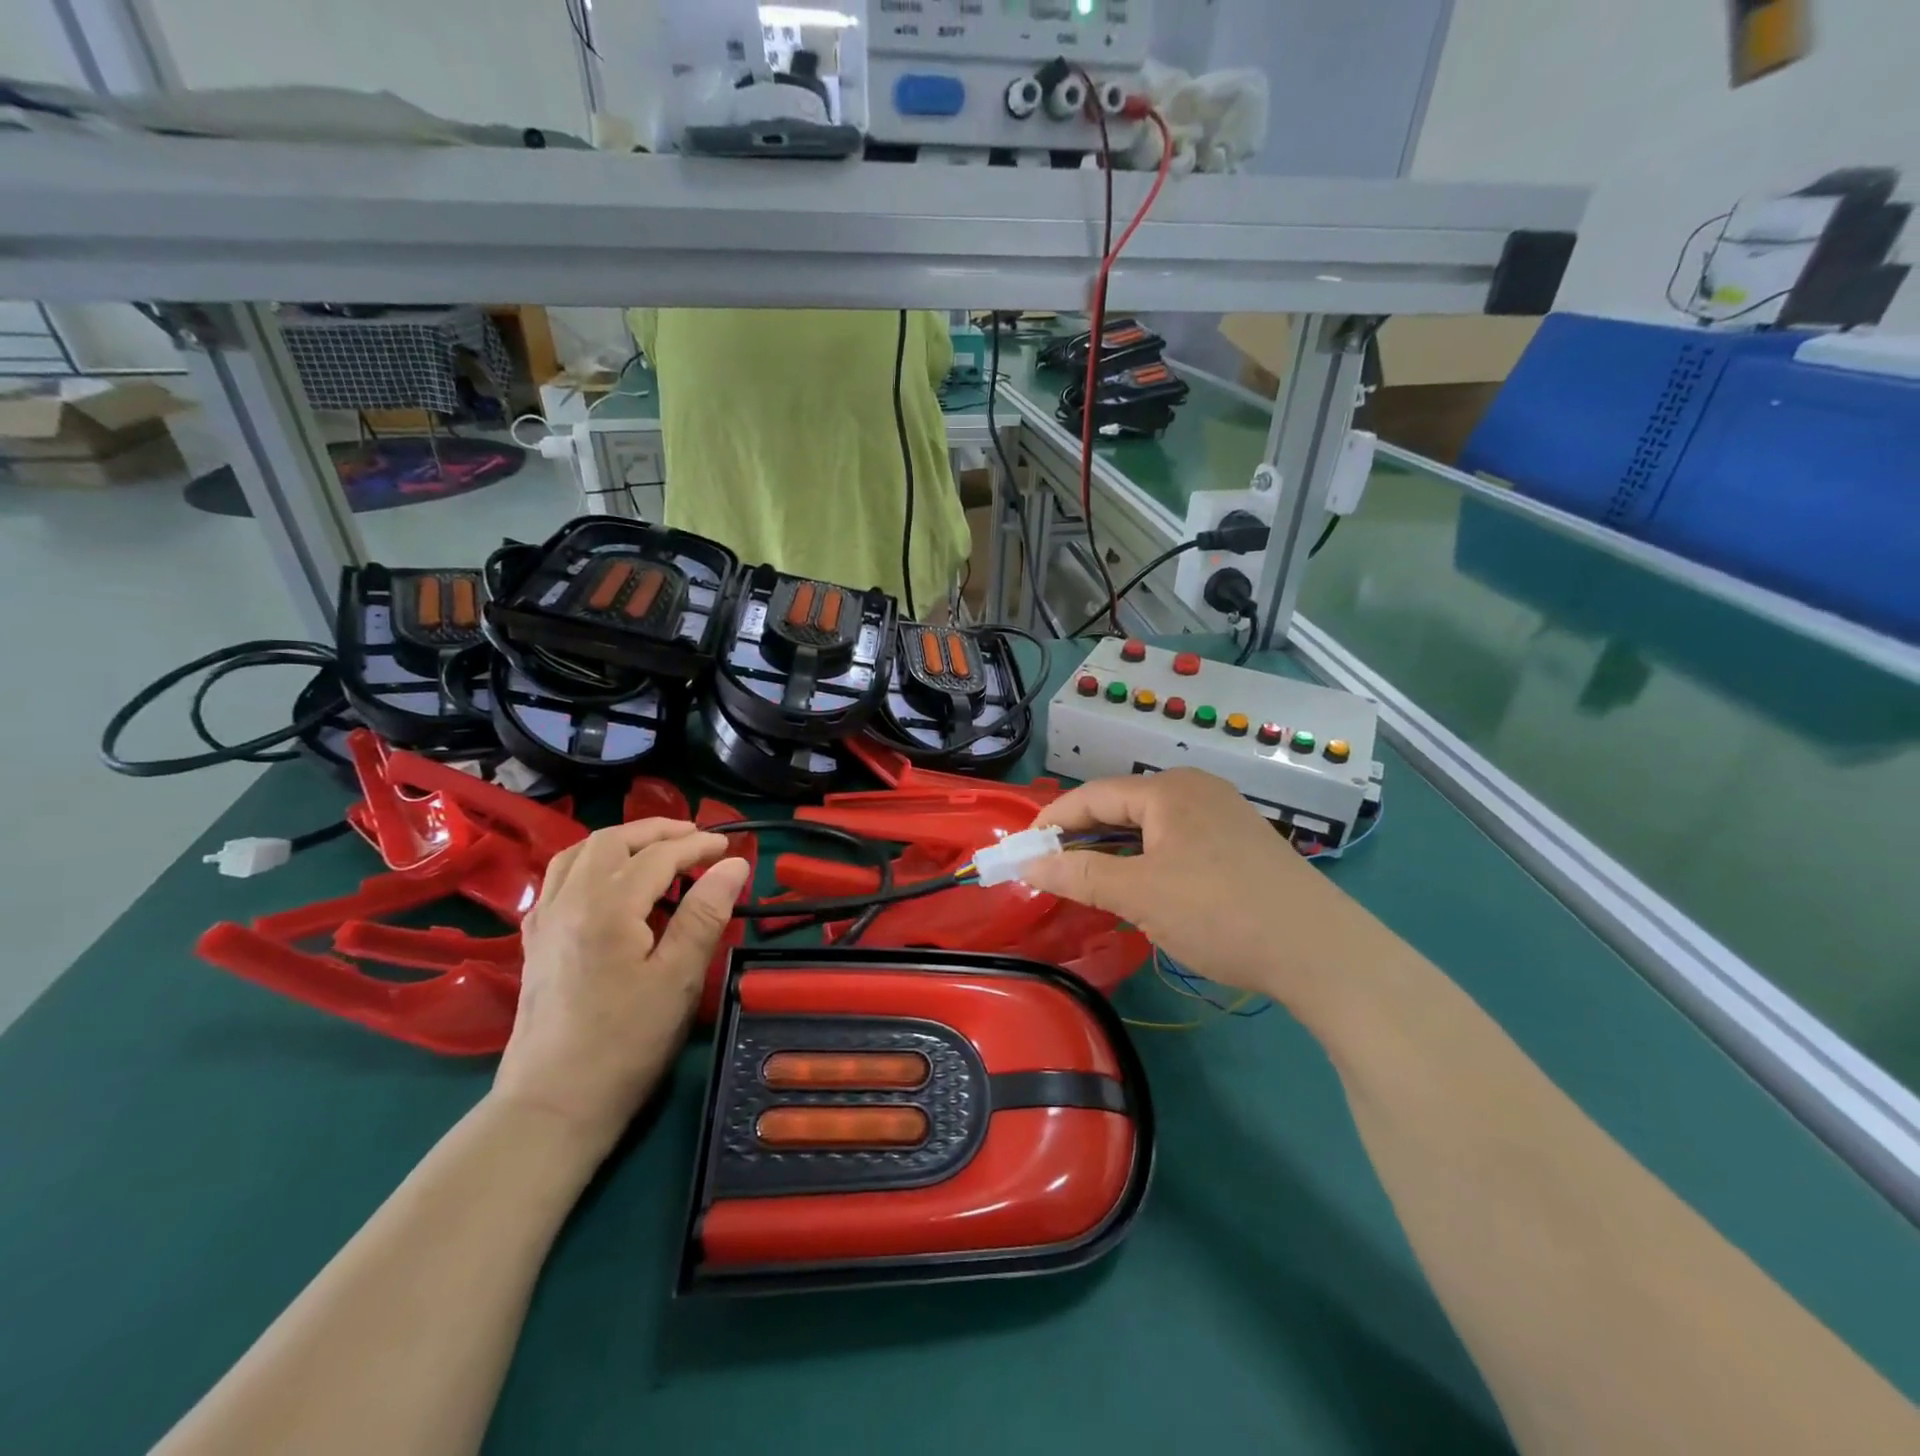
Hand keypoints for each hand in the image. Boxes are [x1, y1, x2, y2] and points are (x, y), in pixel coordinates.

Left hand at [493, 820, 750, 1151]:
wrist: (553, 1104)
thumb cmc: (627, 1043)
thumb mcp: (679, 979)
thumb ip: (705, 914)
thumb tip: (734, 864)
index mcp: (608, 907)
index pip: (658, 856)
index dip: (697, 846)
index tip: (729, 848)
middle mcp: (569, 901)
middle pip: (612, 841)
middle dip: (657, 831)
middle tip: (696, 838)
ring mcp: (545, 920)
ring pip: (579, 853)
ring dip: (621, 841)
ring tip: (655, 849)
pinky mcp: (535, 941)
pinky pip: (559, 878)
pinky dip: (589, 863)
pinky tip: (608, 882)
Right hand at [1019, 769, 1364, 1005]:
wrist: (1320, 951)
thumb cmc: (1219, 912)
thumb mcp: (1139, 895)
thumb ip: (1079, 874)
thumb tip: (1029, 864)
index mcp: (1168, 789)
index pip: (1092, 796)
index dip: (1053, 822)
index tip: (1022, 850)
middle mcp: (1196, 789)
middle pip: (1122, 805)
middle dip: (1083, 834)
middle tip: (1050, 866)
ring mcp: (1224, 813)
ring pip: (1151, 824)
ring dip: (1115, 848)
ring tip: (1088, 877)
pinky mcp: (1241, 842)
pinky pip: (1177, 839)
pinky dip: (1148, 857)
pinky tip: (1143, 884)